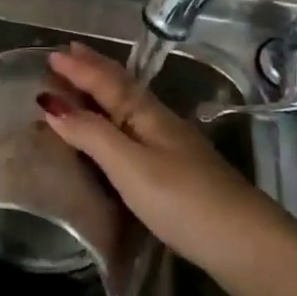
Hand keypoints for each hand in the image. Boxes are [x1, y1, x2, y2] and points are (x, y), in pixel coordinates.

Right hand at [38, 42, 294, 289]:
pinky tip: (116, 128)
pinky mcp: (176, 170)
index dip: (79, 68)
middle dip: (93, 70)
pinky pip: (134, 129)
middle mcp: (159, 122)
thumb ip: (92, 134)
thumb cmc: (183, 201)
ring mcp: (171, 146)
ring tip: (82, 82)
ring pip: (128, 107)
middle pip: (121, 87)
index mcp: (147, 114)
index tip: (51, 53)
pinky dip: (114, 118)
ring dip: (102, 91)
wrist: (245, 242)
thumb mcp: (130, 166)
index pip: (107, 82)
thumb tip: (50, 103)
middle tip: (67, 53)